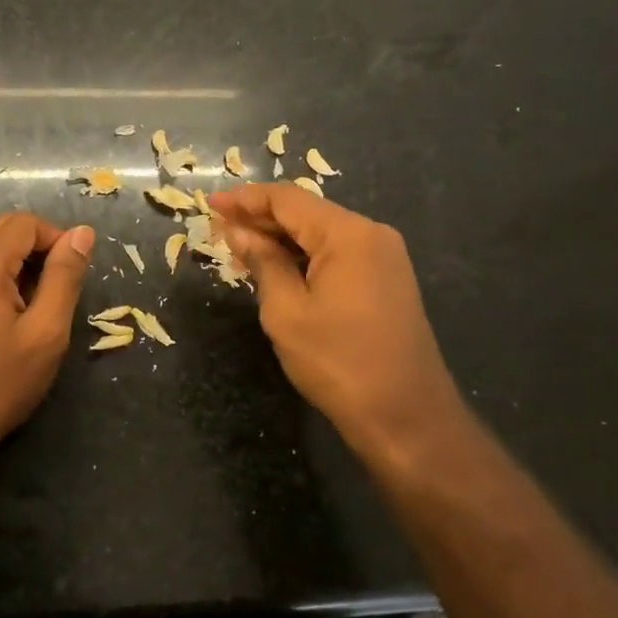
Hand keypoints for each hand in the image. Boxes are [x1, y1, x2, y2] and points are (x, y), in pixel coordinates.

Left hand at [0, 213, 95, 470]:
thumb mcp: (46, 331)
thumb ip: (65, 276)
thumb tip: (82, 232)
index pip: (26, 223)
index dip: (57, 239)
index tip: (73, 276)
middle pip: (6, 229)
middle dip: (38, 250)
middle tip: (56, 293)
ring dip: (19, 265)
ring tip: (34, 309)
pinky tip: (9, 315)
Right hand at [210, 183, 461, 449]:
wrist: (407, 418)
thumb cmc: (339, 362)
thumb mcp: (286, 311)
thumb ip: (262, 261)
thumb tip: (238, 232)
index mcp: (348, 234)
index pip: (287, 199)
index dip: (245, 199)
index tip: (210, 204)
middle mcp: (371, 235)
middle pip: (306, 212)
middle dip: (260, 218)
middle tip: (217, 229)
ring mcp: (383, 258)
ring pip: (320, 233)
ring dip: (279, 238)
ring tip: (238, 249)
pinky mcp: (386, 280)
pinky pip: (336, 254)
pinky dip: (302, 256)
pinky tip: (274, 267)